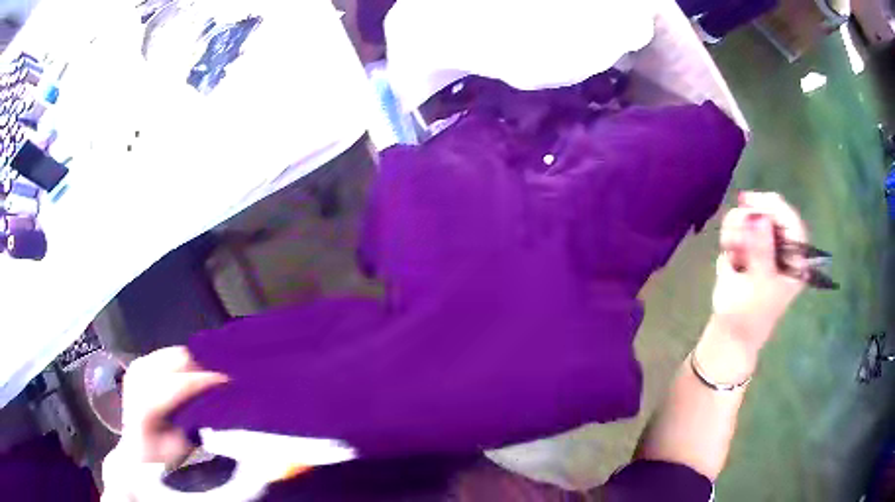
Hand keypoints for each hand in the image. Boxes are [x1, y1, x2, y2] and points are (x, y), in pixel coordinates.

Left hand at [119, 346, 227, 466]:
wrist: (138, 451)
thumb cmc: (162, 456)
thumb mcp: (181, 446)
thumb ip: (193, 422)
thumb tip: (213, 401)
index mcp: (145, 403)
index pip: (180, 384)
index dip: (206, 380)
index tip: (230, 381)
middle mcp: (138, 378)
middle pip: (176, 360)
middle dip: (202, 366)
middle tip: (225, 377)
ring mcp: (137, 367)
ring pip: (174, 353)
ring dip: (194, 363)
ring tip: (213, 375)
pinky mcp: (140, 362)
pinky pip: (168, 354)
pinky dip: (184, 362)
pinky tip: (196, 373)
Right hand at [711, 192, 806, 356]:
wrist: (731, 331)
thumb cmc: (750, 314)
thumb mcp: (760, 286)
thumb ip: (762, 252)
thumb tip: (760, 219)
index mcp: (795, 259)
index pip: (791, 222)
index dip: (773, 207)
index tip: (750, 202)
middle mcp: (783, 247)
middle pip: (770, 213)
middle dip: (749, 219)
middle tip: (734, 234)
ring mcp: (765, 244)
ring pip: (752, 216)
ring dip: (737, 226)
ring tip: (729, 247)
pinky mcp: (749, 246)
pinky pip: (739, 225)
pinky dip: (730, 232)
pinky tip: (727, 248)